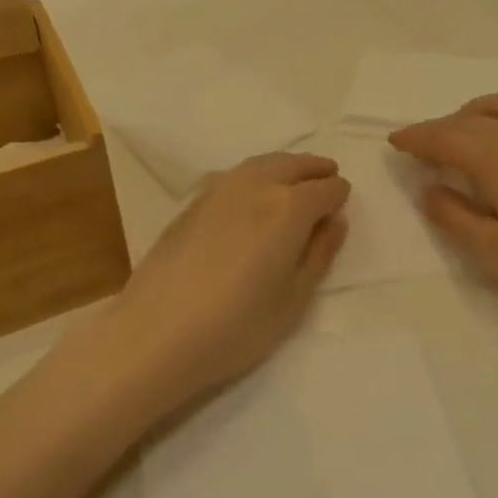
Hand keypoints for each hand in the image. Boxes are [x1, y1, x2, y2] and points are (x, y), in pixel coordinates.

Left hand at [87, 152, 349, 418]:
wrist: (156, 334)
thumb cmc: (236, 325)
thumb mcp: (293, 298)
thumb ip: (319, 254)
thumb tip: (334, 221)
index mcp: (288, 207)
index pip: (325, 189)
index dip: (339, 195)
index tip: (341, 206)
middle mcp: (255, 185)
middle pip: (293, 164)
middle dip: (314, 170)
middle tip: (327, 176)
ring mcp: (218, 190)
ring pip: (261, 163)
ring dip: (284, 166)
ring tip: (293, 180)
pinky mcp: (191, 202)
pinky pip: (233, 175)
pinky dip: (252, 175)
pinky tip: (249, 194)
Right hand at [390, 93, 497, 331]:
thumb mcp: (496, 253)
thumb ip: (455, 218)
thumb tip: (430, 189)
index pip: (445, 136)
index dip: (417, 137)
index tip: (395, 142)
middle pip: (471, 117)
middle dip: (440, 127)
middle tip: (421, 147)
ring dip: (473, 114)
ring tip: (462, 137)